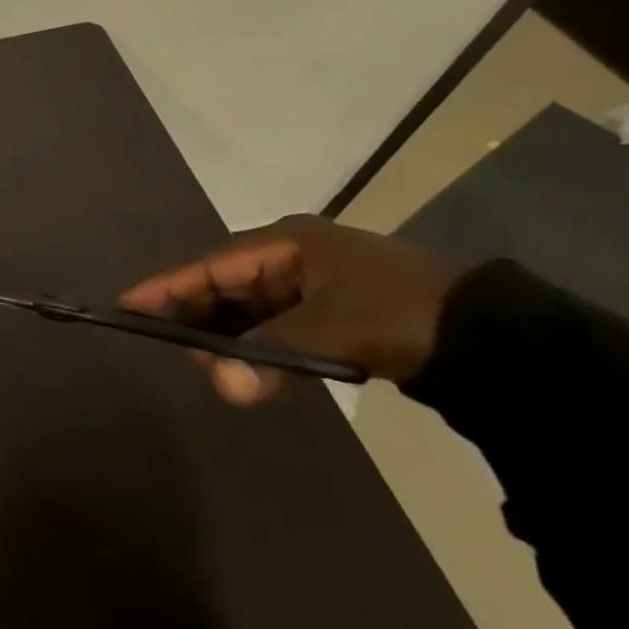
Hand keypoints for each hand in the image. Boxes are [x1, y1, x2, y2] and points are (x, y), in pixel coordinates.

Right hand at [118, 215, 472, 404]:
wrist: (501, 338)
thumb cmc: (404, 313)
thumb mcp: (335, 329)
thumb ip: (272, 354)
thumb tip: (221, 385)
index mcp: (287, 243)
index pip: (211, 265)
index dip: (169, 286)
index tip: (127, 303)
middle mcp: (292, 257)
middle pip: (226, 286)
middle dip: (198, 317)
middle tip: (168, 345)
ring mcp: (313, 287)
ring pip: (250, 310)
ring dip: (229, 338)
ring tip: (205, 365)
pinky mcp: (333, 316)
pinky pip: (277, 328)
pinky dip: (259, 348)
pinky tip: (246, 369)